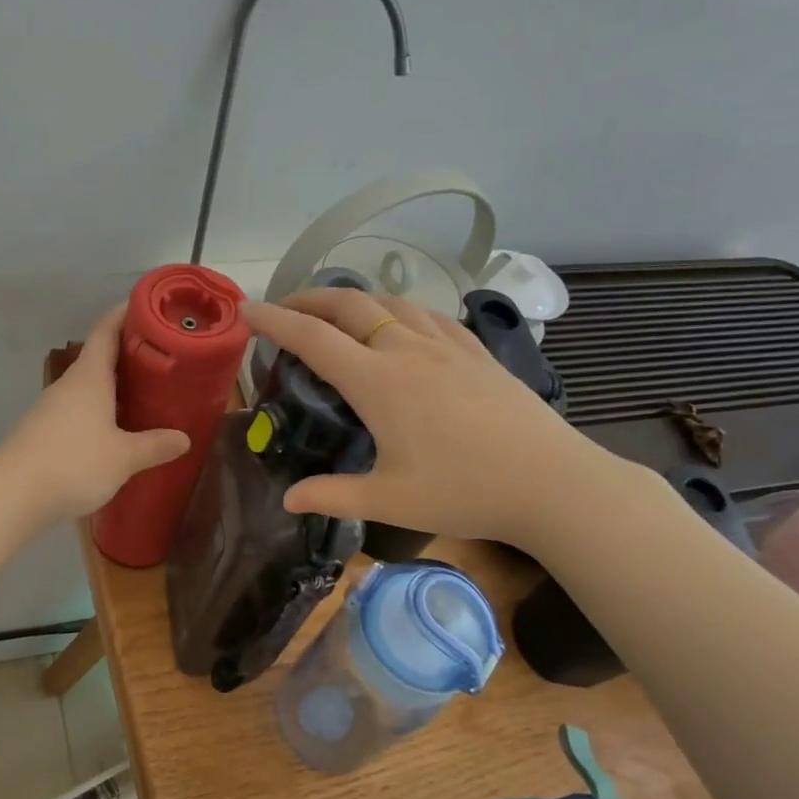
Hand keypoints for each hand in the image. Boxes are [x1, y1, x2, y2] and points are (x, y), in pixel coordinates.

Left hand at [0, 304, 190, 522]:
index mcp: (89, 378)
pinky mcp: (43, 432)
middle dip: (128, 355)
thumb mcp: (124, 458)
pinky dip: (99, 411)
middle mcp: (69, 385)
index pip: (106, 331)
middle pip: (99, 358)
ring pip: (88, 387)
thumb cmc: (73, 463)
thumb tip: (184, 439)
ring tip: (145, 394)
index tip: (148, 307)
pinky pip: (78, 411)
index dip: (125, 314)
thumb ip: (154, 446)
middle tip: (163, 358)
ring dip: (114, 386)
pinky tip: (115, 430)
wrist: (12, 495)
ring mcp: (51, 408)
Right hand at [242, 289, 624, 551]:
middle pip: (349, 305)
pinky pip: (427, 314)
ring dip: (353, 300)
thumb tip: (288, 499)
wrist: (551, 482)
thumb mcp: (389, 501)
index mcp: (378, 382)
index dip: (274, 320)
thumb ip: (332, 495)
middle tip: (285, 308)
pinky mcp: (476, 351)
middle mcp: (407, 350)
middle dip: (309, 298)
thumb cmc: (465, 491)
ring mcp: (446, 345)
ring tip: (336, 313)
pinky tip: (400, 324)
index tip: (247, 309)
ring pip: (389, 303)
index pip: (313, 338)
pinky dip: (397, 309)